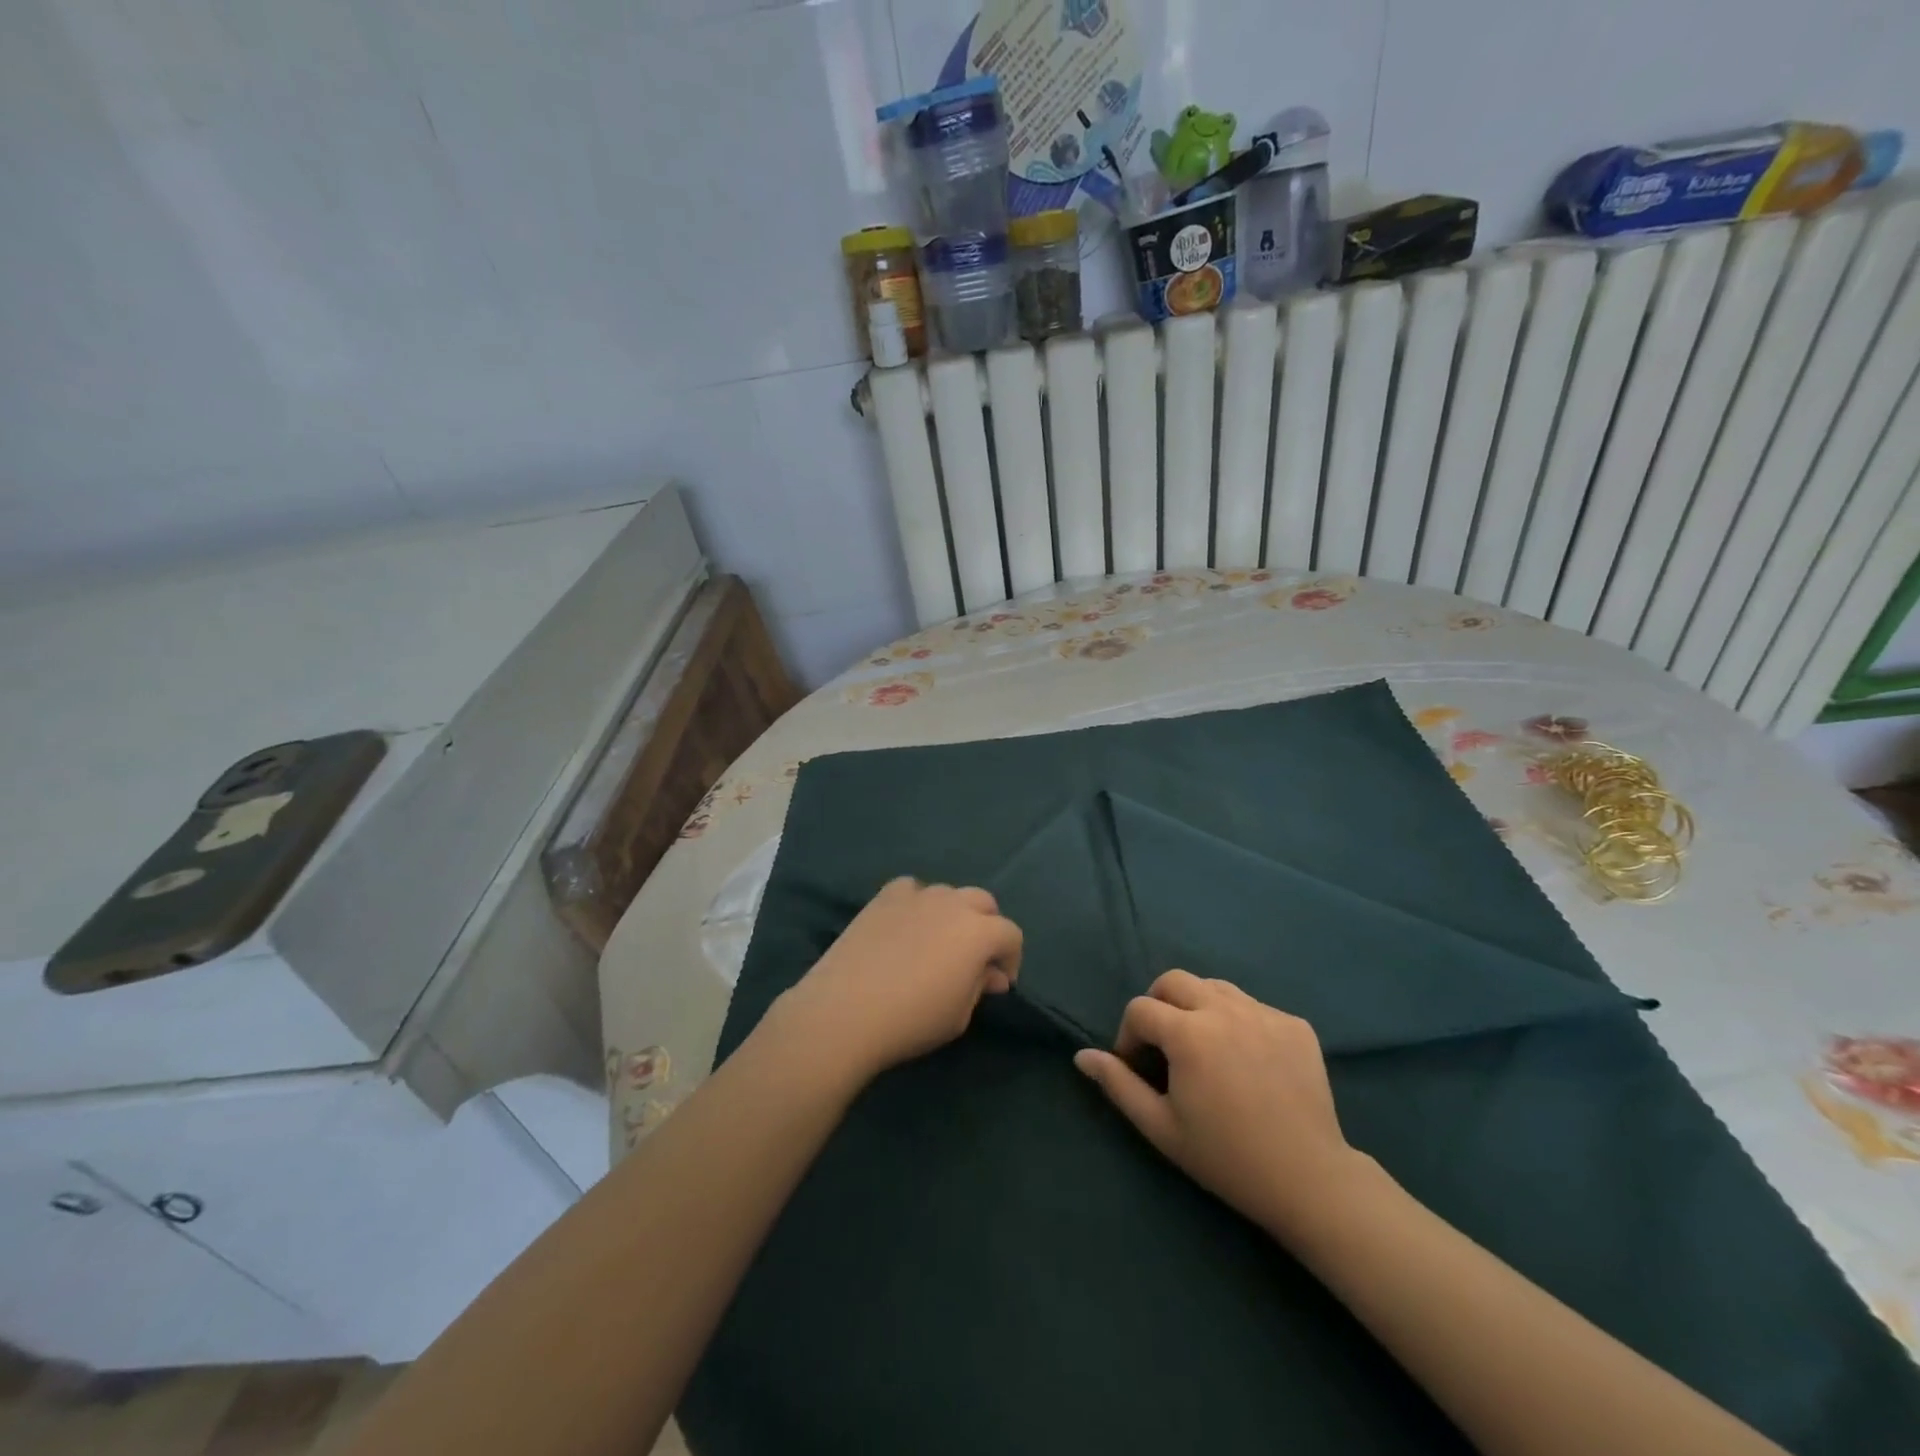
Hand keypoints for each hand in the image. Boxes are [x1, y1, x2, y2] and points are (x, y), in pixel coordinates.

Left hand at [770, 878, 1022, 1081]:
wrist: (846, 1010)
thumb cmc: (912, 1020)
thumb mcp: (959, 1015)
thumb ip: (980, 987)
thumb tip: (990, 974)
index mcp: (979, 932)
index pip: (1011, 934)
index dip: (1011, 959)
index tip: (998, 984)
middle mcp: (953, 903)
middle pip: (984, 903)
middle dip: (986, 928)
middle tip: (973, 960)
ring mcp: (917, 895)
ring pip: (948, 894)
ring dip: (952, 914)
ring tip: (936, 942)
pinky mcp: (885, 897)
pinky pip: (912, 889)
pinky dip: (917, 903)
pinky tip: (906, 925)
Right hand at [1074, 970, 1370, 1241]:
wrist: (1309, 1182)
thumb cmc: (1227, 1158)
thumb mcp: (1161, 1127)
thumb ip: (1118, 1085)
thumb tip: (1082, 1056)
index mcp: (1189, 1034)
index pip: (1140, 1009)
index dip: (1128, 1036)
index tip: (1137, 1067)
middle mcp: (1225, 1010)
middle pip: (1174, 981)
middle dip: (1158, 1006)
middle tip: (1164, 1047)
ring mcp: (1264, 1013)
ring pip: (1214, 987)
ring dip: (1197, 1007)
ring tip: (1204, 1048)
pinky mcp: (1295, 1024)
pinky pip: (1253, 1006)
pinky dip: (1238, 1022)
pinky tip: (1245, 1060)